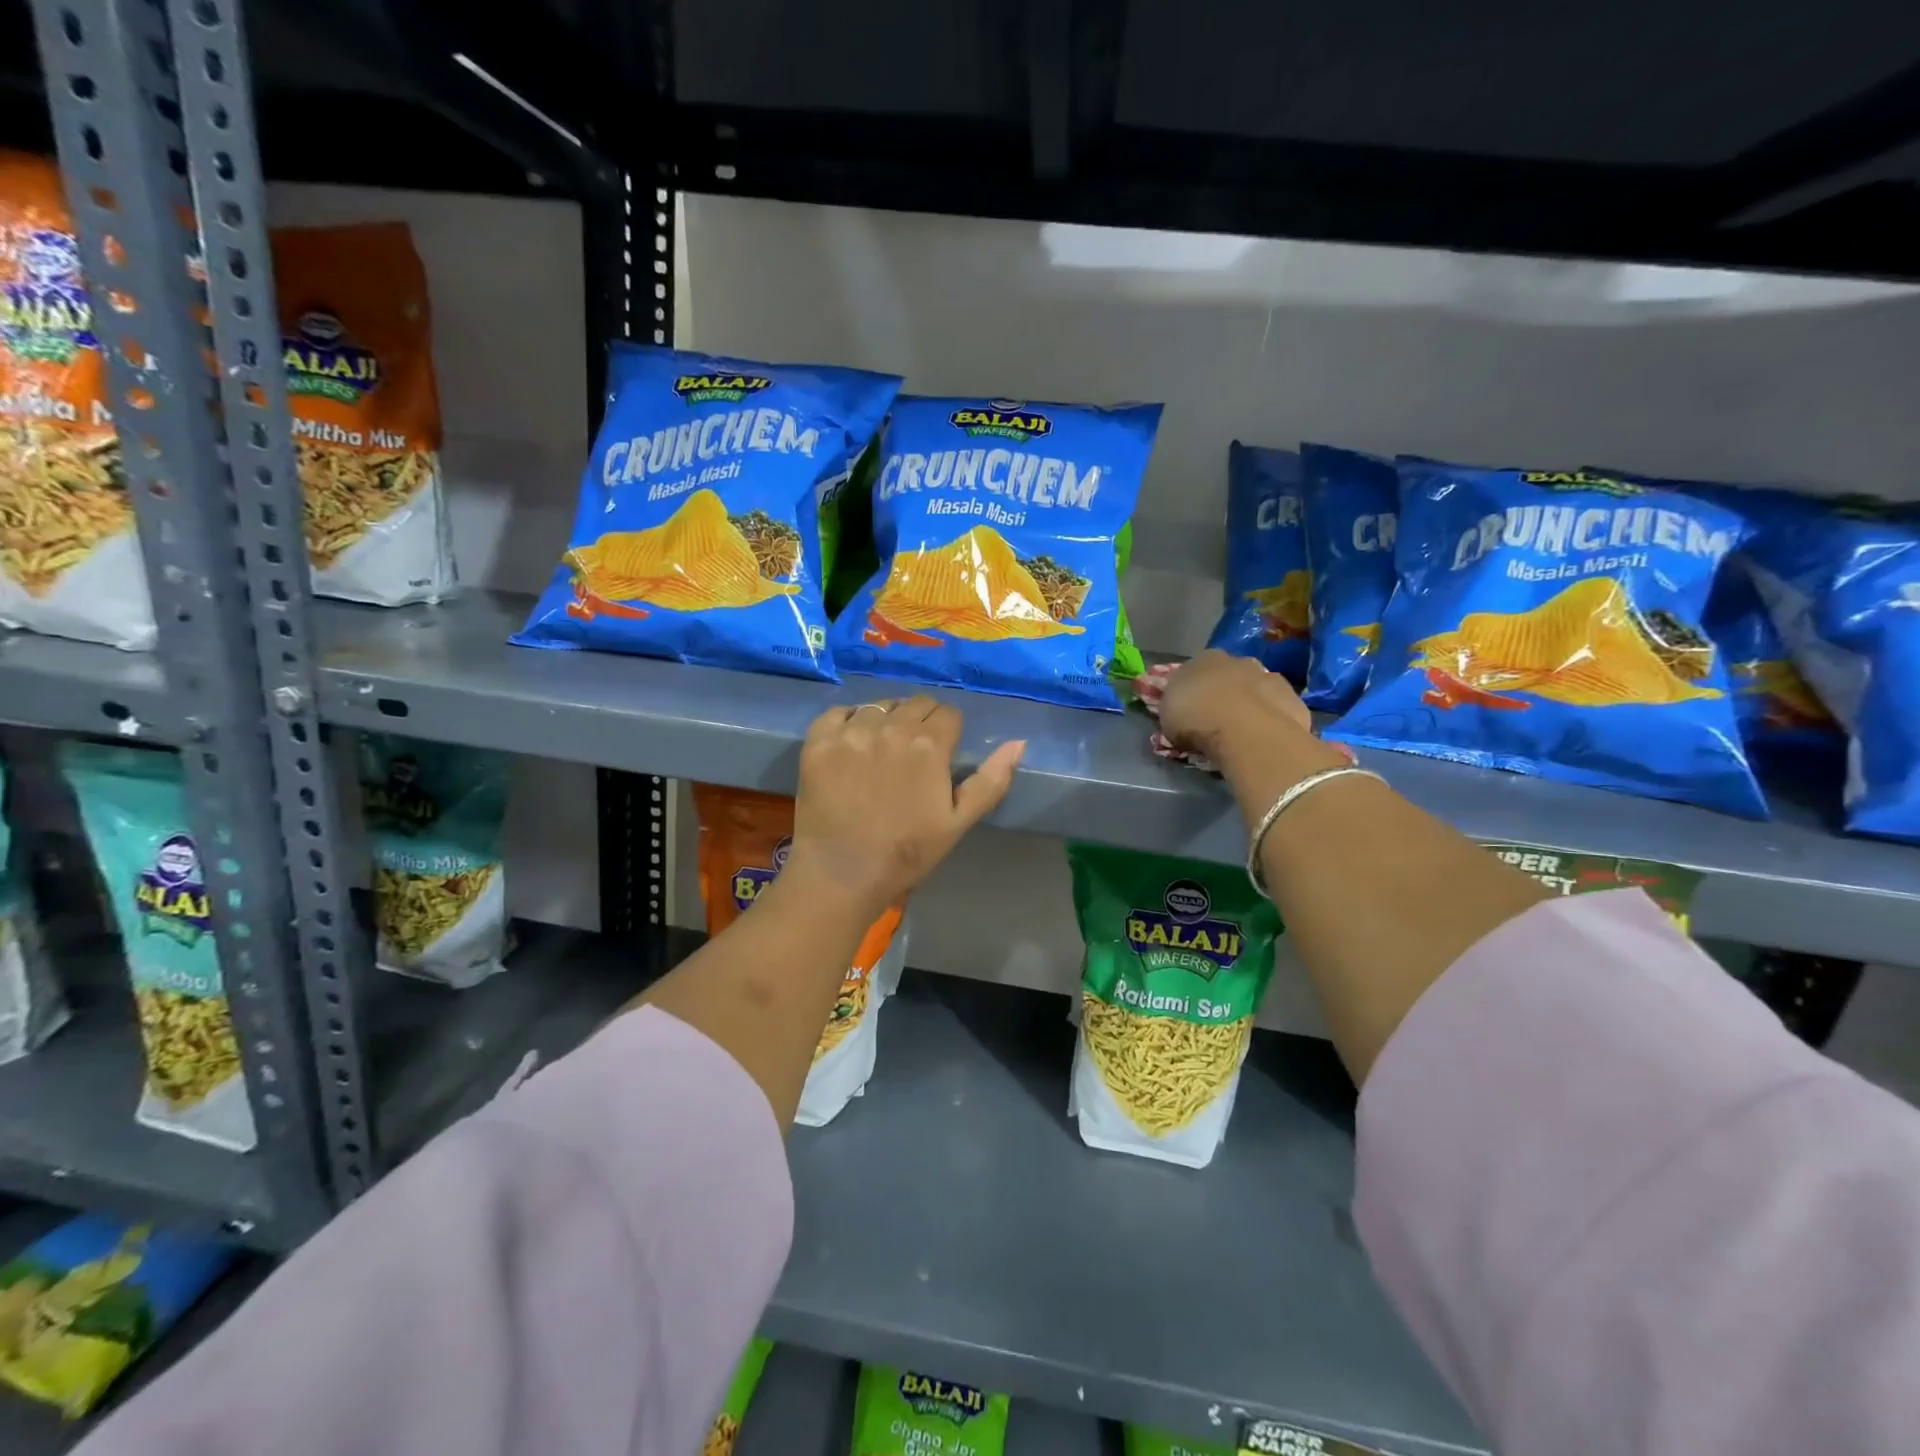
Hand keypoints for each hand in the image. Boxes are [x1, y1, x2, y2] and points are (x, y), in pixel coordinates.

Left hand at [787, 696, 1024, 918]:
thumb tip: (1019, 742)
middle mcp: (892, 728)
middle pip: (916, 704)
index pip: (948, 714)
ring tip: (881, 749)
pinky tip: (851, 744)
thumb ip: (991, 780)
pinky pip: (839, 712)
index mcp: (930, 746)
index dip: (949, 732)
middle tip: (913, 752)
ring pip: (879, 705)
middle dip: (921, 721)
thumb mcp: (959, 822)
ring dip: (887, 720)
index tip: (942, 753)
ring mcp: (852, 732)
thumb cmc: (907, 853)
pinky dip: (848, 721)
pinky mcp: (819, 741)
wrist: (842, 873)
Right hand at [1157, 650, 1311, 766]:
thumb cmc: (1196, 720)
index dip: (1191, 690)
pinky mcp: (1293, 698)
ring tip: (1242, 731)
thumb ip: (1175, 708)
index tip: (1189, 709)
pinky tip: (1263, 737)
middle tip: (1216, 719)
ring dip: (1249, 703)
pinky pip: (1276, 707)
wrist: (1247, 731)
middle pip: (1228, 675)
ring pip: (1255, 688)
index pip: (1194, 669)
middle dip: (1223, 692)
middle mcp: (1238, 660)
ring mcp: (1269, 676)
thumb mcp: (1167, 717)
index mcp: (1203, 658)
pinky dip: (1271, 718)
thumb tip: (1180, 711)